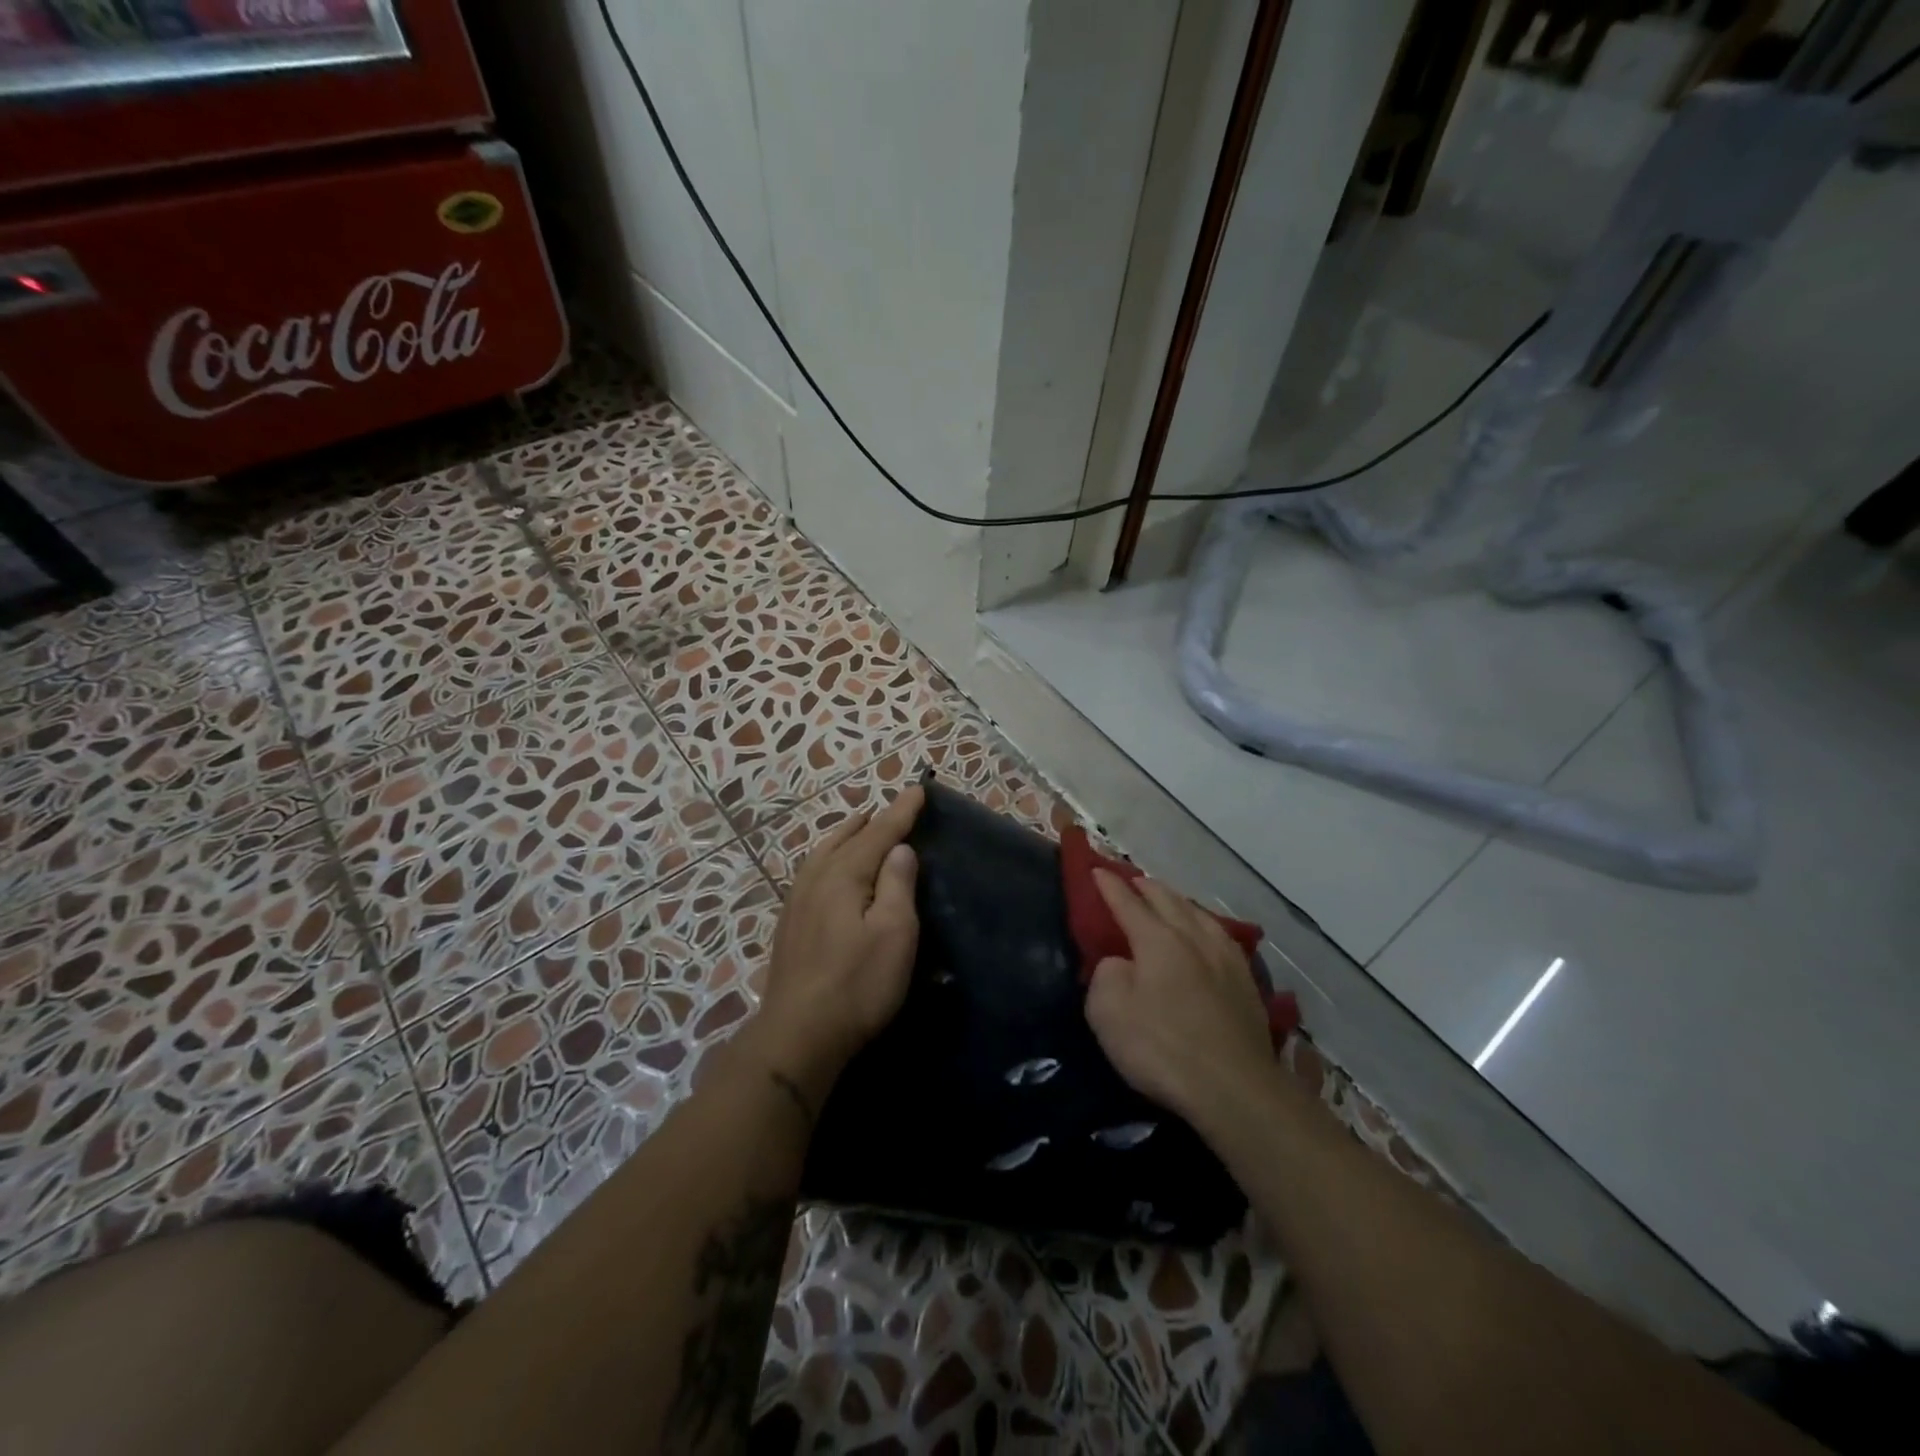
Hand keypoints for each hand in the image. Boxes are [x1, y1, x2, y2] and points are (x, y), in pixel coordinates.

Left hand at [750, 786, 924, 1106]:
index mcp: (844, 875)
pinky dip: (829, 857)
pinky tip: (830, 870)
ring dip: (846, 836)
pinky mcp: (790, 924)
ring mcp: (797, 901)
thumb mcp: (894, 932)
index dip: (901, 812)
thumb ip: (897, 884)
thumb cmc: (857, 983)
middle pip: (846, 838)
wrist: (799, 1034)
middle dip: (871, 821)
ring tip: (860, 827)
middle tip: (891, 809)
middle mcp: (816, 878)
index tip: (918, 789)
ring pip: (823, 853)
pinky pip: (812, 872)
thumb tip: (898, 848)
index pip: (878, 832)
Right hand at [1083, 870, 1274, 1126]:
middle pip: (1167, 899)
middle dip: (1145, 886)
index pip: (1127, 903)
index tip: (1096, 869)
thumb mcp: (1108, 1012)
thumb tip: (1119, 963)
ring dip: (1177, 900)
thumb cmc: (1162, 1048)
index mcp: (1157, 940)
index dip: (1109, 885)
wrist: (1235, 1088)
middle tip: (1131, 880)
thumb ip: (1106, 975)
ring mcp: (1225, 958)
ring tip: (1167, 898)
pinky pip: (1221, 935)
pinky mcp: (1246, 982)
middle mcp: (1193, 938)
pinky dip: (1204, 923)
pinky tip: (1208, 932)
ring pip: (1198, 913)